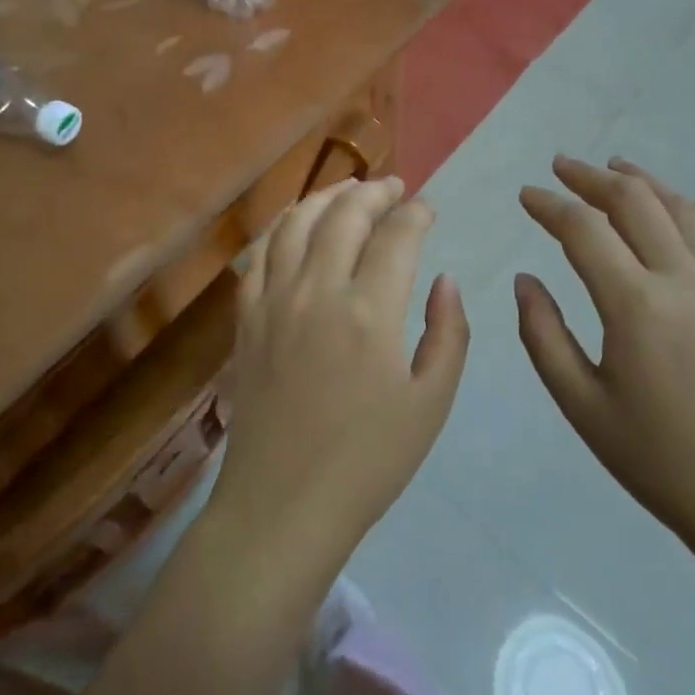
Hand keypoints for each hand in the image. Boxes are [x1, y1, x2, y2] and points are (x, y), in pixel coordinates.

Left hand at [210, 177, 469, 568]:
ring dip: (326, 196)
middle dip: (374, 192)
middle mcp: (318, 290)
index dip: (417, 213)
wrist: (282, 506)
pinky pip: (260, 254)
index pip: (397, 235)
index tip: (428, 208)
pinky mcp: (247, 317)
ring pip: (296, 222)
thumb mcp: (431, 404)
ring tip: (348, 191)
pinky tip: (296, 226)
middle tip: (394, 188)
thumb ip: (447, 333)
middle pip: (345, 214)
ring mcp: (274, 300)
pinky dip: (282, 227)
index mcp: (370, 311)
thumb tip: (444, 279)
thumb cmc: (367, 462)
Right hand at [517, 156, 694, 559]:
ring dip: (642, 180)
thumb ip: (543, 335)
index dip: (549, 204)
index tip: (525, 194)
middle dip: (591, 176)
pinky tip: (687, 198)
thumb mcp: (581, 406)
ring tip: (612, 164)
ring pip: (679, 207)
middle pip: (634, 201)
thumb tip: (525, 279)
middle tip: (560, 165)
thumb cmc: (659, 460)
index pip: (583, 229)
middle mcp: (681, 279)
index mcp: (635, 306)